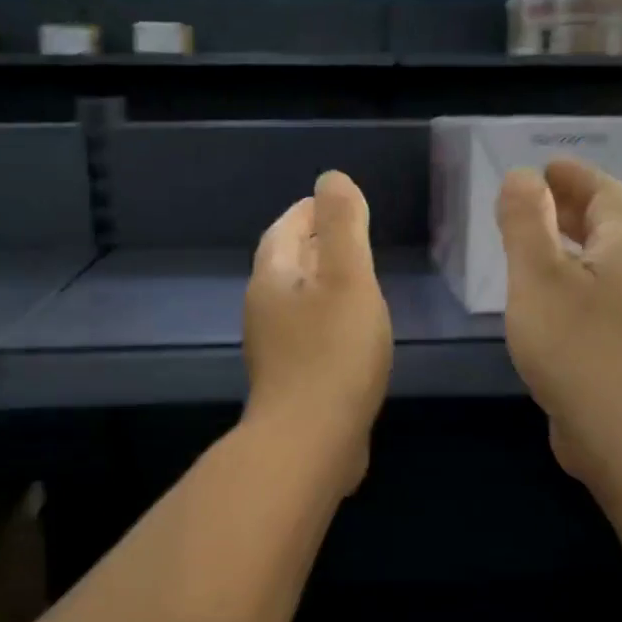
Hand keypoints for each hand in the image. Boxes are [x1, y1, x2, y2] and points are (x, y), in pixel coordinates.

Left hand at [243, 170, 393, 493]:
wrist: (310, 442)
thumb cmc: (333, 353)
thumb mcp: (347, 278)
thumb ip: (342, 224)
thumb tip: (331, 179)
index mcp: (272, 278)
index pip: (285, 229)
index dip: (310, 211)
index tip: (336, 203)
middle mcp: (264, 309)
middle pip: (287, 263)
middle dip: (315, 244)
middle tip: (351, 235)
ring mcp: (274, 348)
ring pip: (297, 300)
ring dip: (322, 283)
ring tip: (357, 279)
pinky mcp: (291, 379)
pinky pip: (309, 333)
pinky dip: (328, 318)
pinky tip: (353, 331)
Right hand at [496, 159, 621, 489]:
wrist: (619, 431)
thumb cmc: (575, 345)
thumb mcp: (538, 276)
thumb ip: (525, 223)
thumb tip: (521, 177)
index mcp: (620, 249)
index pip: (606, 195)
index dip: (576, 176)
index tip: (546, 166)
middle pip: (605, 228)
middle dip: (571, 207)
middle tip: (533, 199)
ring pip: (597, 265)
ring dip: (566, 245)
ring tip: (530, 246)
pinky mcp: (617, 350)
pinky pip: (590, 297)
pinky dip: (565, 281)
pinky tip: (540, 301)